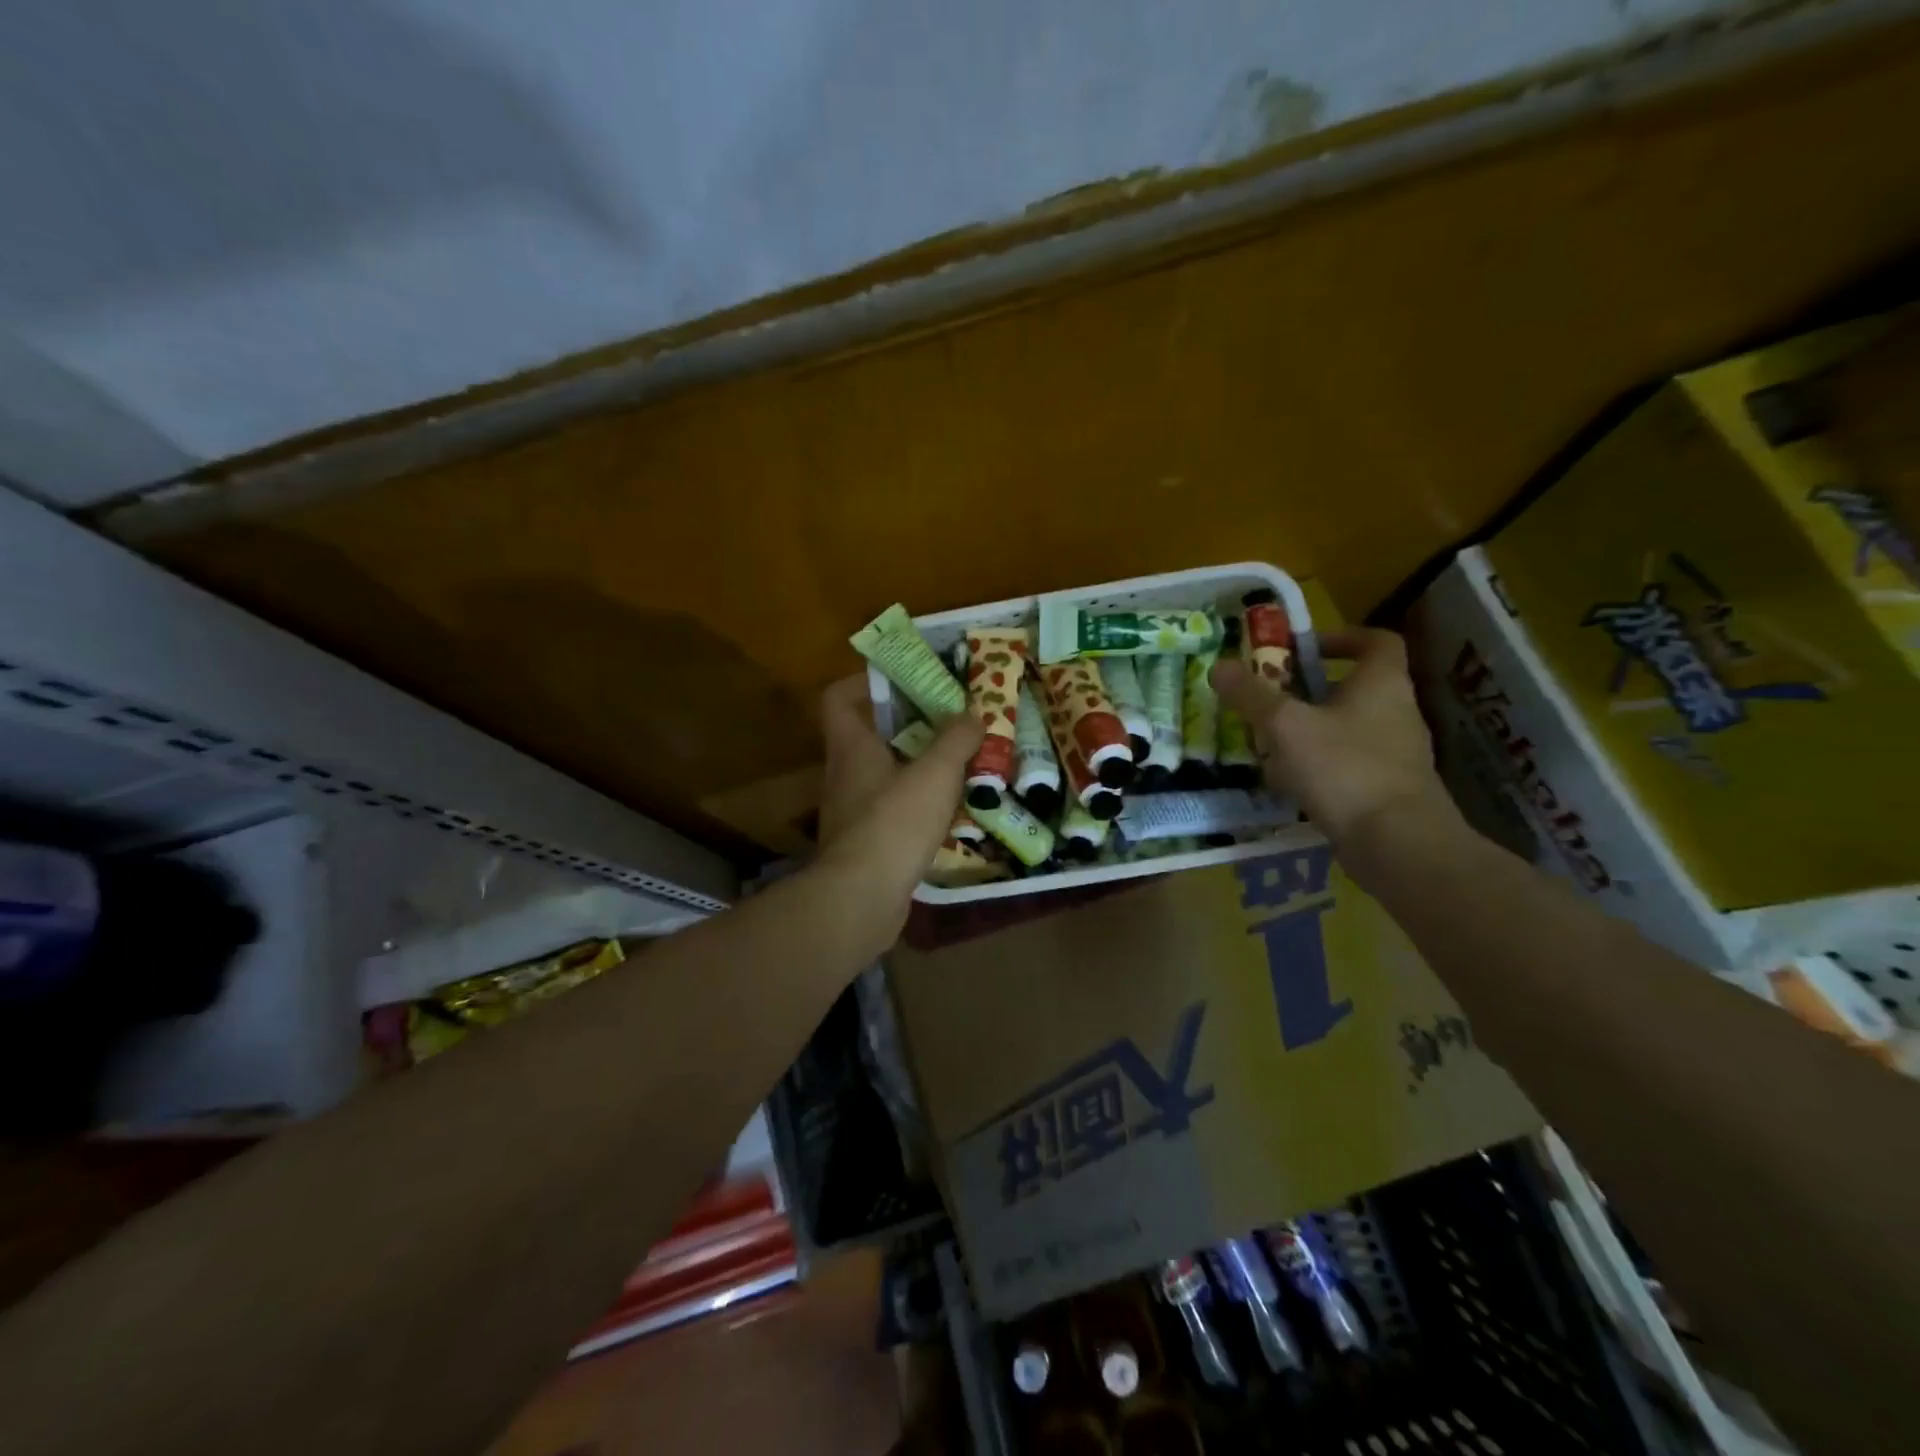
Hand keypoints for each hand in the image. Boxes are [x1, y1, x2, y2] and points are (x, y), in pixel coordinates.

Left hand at [813, 676, 981, 938]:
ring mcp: (852, 812)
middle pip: (870, 736)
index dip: (864, 682)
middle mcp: (844, 774)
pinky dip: (918, 808)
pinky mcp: (864, 844)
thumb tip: (972, 714)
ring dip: (918, 769)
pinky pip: (893, 813)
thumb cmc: (894, 823)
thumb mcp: (935, 774)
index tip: (903, 680)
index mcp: (852, 747)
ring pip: (885, 777)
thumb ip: (956, 740)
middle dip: (909, 727)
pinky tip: (951, 814)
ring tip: (960, 766)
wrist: (861, 899)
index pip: (838, 698)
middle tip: (950, 723)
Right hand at [1210, 628, 1458, 845]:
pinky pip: (1348, 765)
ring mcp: (1396, 754)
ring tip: (1269, 744)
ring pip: (1347, 728)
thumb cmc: (1344, 768)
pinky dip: (1319, 767)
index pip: (1376, 641)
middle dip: (1308, 691)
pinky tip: (1289, 783)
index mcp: (1382, 683)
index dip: (1340, 637)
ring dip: (1309, 731)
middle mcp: (1397, 712)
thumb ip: (1252, 695)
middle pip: (1353, 687)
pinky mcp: (1388, 790)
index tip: (1301, 649)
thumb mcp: (1286, 726)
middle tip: (1268, 700)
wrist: (1398, 843)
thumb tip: (1219, 666)